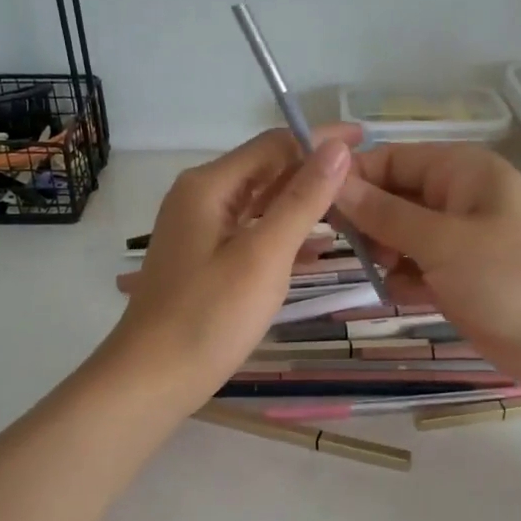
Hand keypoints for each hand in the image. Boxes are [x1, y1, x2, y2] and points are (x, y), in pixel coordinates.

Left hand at [106, 126, 362, 410]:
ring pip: (261, 205)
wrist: (152, 379)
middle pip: (266, 171)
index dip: (321, 140)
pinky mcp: (205, 262)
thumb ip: (302, 200)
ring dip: (303, 205)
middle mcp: (201, 198)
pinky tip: (318, 249)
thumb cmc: (209, 316)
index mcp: (209, 186)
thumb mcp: (263, 255)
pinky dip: (284, 236)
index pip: (274, 144)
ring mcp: (201, 232)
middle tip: (368, 183)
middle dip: (314, 173)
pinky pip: (252, 234)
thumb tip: (336, 147)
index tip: (368, 141)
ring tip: (354, 211)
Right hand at [332, 142, 520, 403]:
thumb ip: (386, 214)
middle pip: (392, 198)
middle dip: (366, 221)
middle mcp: (456, 200)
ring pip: (400, 238)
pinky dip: (403, 282)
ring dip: (383, 254)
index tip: (314, 204)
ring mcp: (458, 243)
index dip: (353, 178)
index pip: (391, 159)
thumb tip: (334, 184)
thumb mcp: (443, 241)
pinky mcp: (459, 281)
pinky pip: (416, 271)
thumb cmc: (513, 277)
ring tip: (378, 273)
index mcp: (460, 172)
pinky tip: (398, 296)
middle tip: (342, 248)